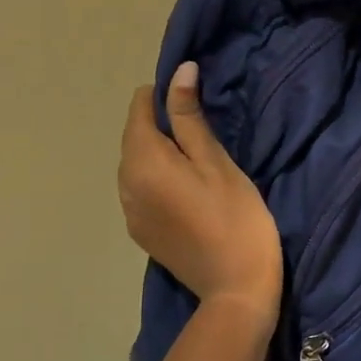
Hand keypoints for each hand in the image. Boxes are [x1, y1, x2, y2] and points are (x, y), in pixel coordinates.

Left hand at [118, 61, 282, 322]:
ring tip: (197, 155)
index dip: (164, 95)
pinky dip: (158, 177)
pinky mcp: (141, 232)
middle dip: (161, 123)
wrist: (236, 290)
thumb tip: (179, 70)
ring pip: (136, 163)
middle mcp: (125, 184)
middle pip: (134, 136)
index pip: (139, 109)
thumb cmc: (235, 217)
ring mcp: (130, 212)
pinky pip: (141, 189)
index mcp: (142, 162)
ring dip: (160, 151)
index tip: (196, 99)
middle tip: (204, 126)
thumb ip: (189, 116)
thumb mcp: (216, 161)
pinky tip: (187, 188)